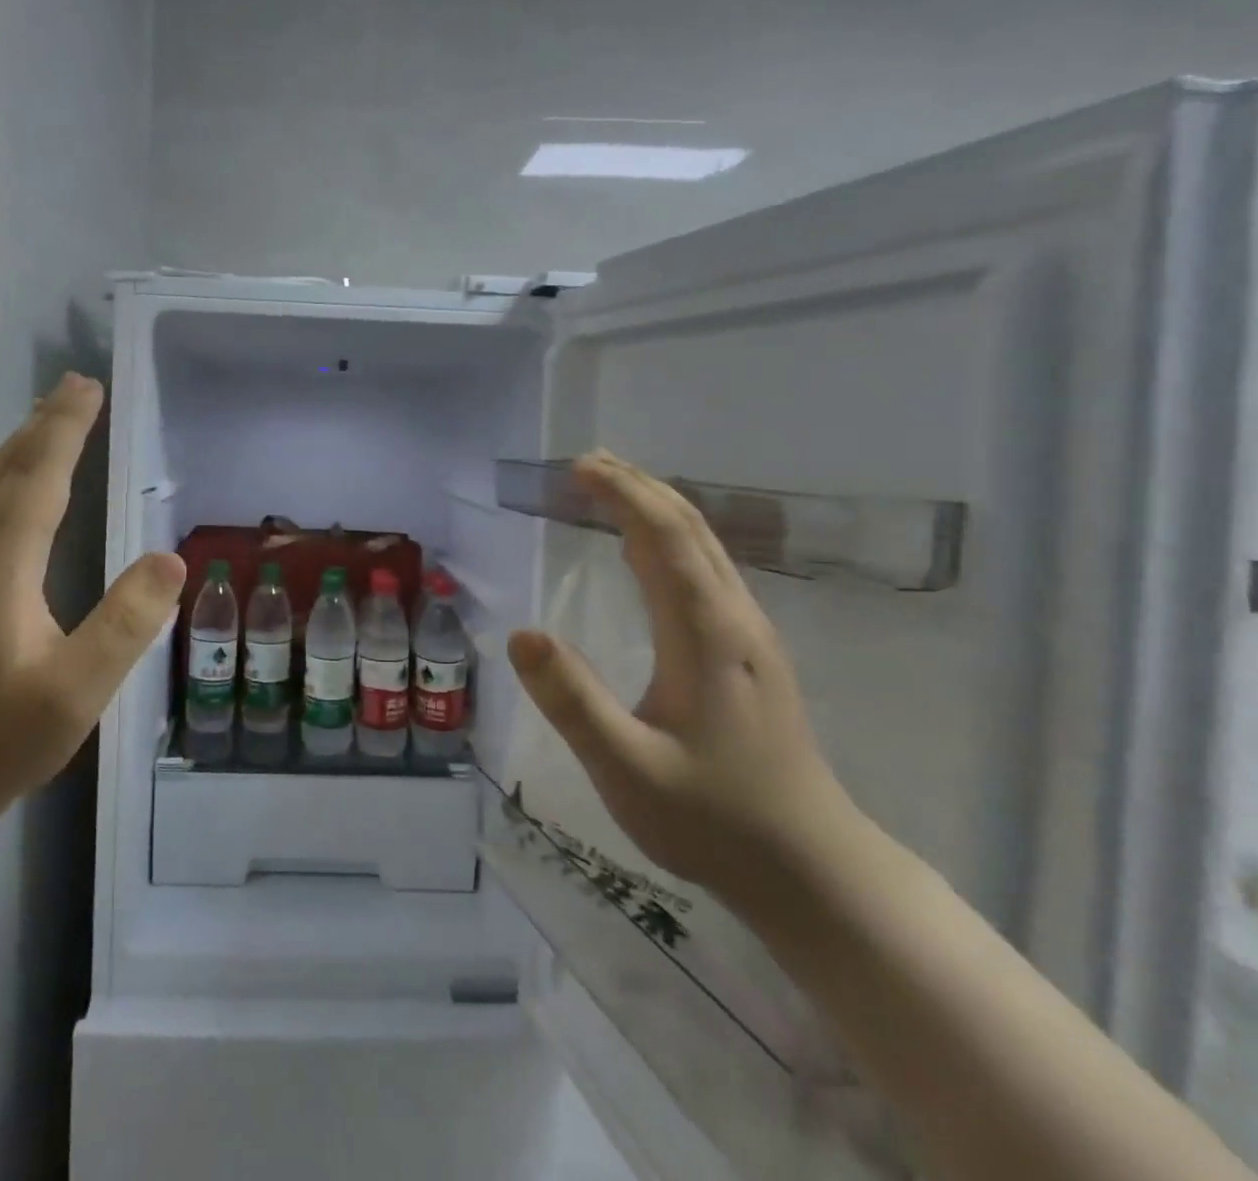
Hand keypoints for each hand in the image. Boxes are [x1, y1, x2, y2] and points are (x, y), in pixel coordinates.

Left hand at [0, 374, 186, 823]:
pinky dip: (1, 480)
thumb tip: (171, 559)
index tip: (88, 387)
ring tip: (46, 423)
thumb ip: (126, 622)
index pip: (38, 480)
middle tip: (74, 387)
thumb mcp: (77, 690)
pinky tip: (9, 493)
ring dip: (18, 448)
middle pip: (5, 473)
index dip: (65, 430)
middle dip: (42, 425)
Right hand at [506, 452, 856, 904]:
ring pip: (704, 547)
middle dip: (639, 486)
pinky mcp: (749, 655)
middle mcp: (734, 620)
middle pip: (690, 528)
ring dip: (656, 508)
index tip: (577, 467)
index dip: (621, 494)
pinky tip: (647, 553)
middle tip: (586, 463)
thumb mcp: (626, 768)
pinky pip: (706, 571)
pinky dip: (669, 539)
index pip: (663, 538)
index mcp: (705, 634)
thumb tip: (522, 633)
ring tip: (610, 490)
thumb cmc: (713, 819)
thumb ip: (572, 701)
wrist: (812, 871)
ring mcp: (749, 636)